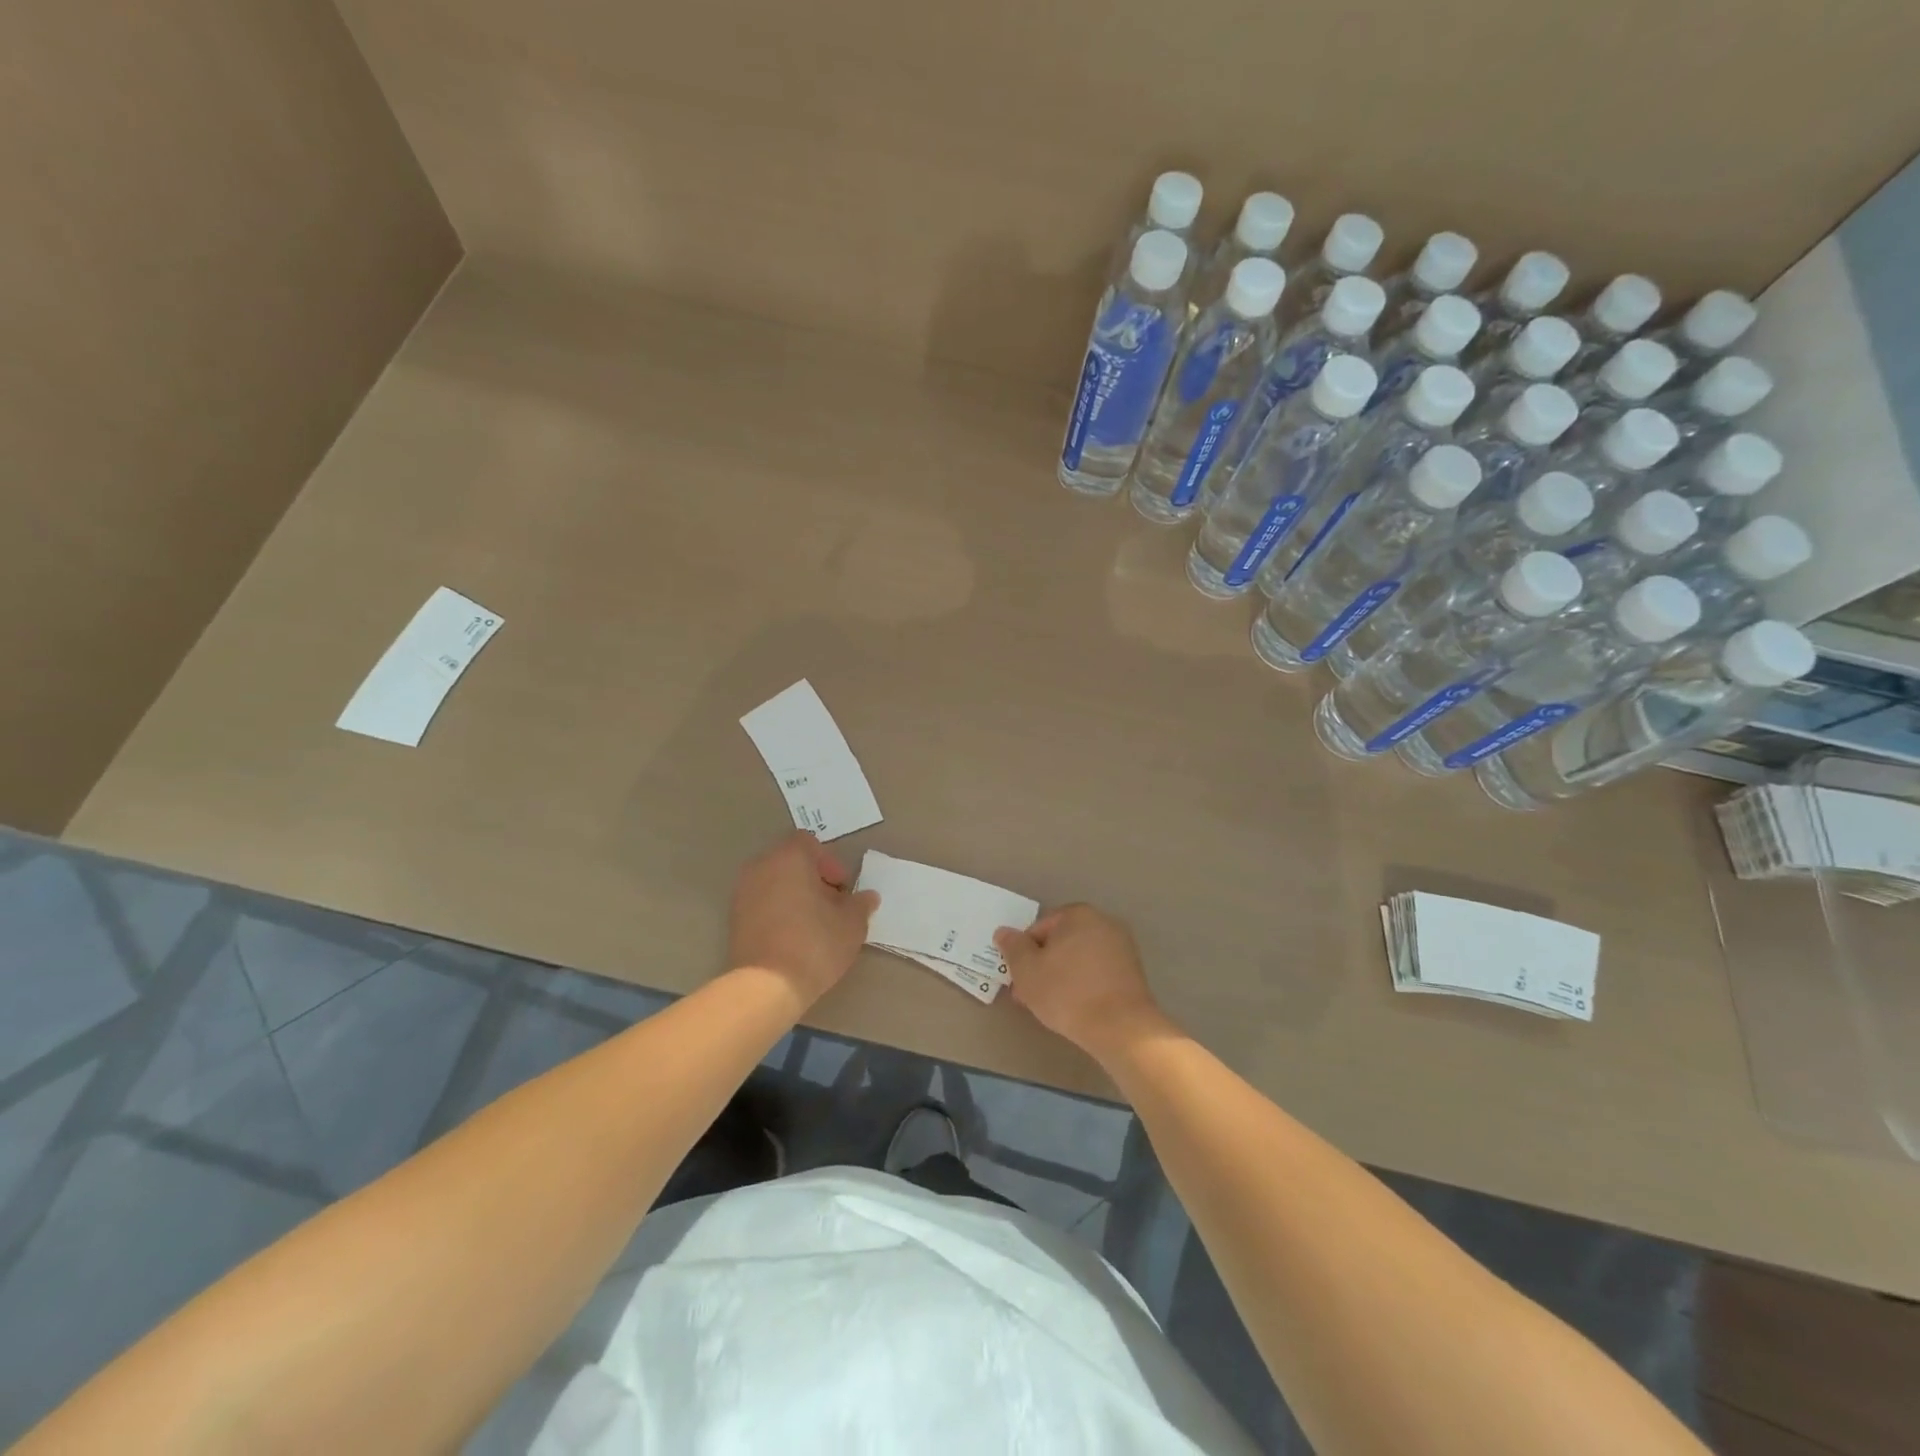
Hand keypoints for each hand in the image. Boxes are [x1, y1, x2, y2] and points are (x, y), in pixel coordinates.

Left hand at [728, 832, 878, 1004]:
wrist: (766, 987)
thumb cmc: (815, 944)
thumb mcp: (851, 924)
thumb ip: (860, 904)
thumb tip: (867, 897)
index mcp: (789, 857)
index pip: (809, 843)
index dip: (830, 863)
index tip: (841, 890)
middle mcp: (760, 867)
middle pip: (790, 862)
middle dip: (813, 880)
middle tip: (831, 907)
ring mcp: (742, 893)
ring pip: (775, 883)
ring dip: (794, 896)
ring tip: (813, 925)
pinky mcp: (734, 919)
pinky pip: (761, 904)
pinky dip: (777, 912)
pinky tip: (793, 938)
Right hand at [994, 904, 1163, 1053]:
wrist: (1121, 1028)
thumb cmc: (1067, 992)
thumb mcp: (1027, 970)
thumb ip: (1012, 947)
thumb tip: (1003, 932)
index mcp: (1078, 914)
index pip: (1039, 929)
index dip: (1024, 955)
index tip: (1019, 980)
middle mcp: (1103, 922)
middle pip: (1061, 942)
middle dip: (1043, 966)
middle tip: (1030, 995)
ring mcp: (1122, 947)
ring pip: (1079, 958)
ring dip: (1062, 976)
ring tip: (1052, 1006)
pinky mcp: (1133, 971)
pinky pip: (1098, 972)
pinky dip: (1084, 984)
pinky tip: (1077, 1007)